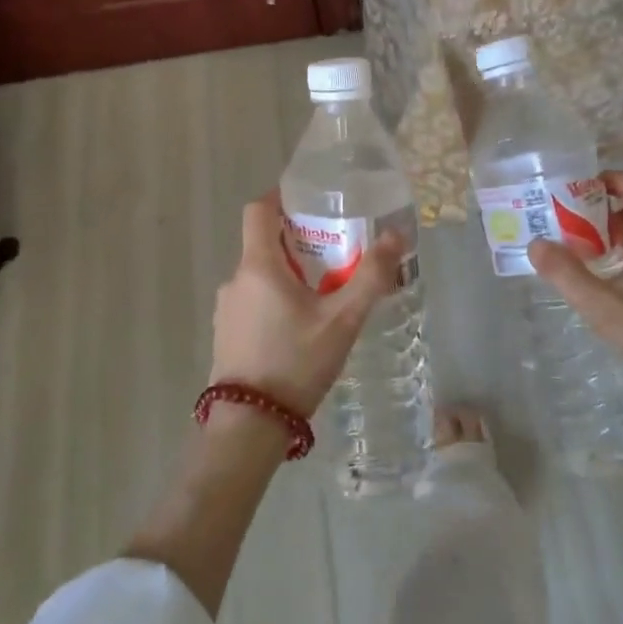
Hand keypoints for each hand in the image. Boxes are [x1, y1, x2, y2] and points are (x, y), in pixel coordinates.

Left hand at [210, 192, 404, 418]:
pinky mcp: (227, 334)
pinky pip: (253, 301)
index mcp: (258, 266)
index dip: (281, 197)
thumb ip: (370, 276)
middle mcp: (235, 280)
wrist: (249, 427)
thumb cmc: (295, 363)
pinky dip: (276, 298)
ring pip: (260, 275)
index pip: (259, 210)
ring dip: (289, 273)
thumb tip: (395, 235)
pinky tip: (301, 326)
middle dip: (298, 241)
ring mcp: (227, 309)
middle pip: (264, 243)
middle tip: (335, 250)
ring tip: (324, 292)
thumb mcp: (342, 320)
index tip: (309, 199)